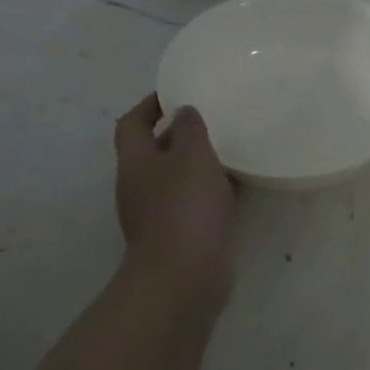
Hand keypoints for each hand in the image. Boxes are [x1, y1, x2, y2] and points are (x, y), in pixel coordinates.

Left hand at [113, 92, 236, 309]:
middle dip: (178, 134)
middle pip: (153, 151)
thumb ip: (190, 129)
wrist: (184, 276)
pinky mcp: (180, 234)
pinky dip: (211, 190)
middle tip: (211, 119)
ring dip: (198, 163)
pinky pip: (195, 202)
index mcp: (135, 162)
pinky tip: (238, 185)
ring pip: (177, 178)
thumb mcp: (192, 156)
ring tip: (229, 148)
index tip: (175, 93)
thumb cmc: (184, 208)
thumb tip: (184, 113)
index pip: (131, 123)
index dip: (148, 105)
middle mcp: (140, 186)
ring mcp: (158, 214)